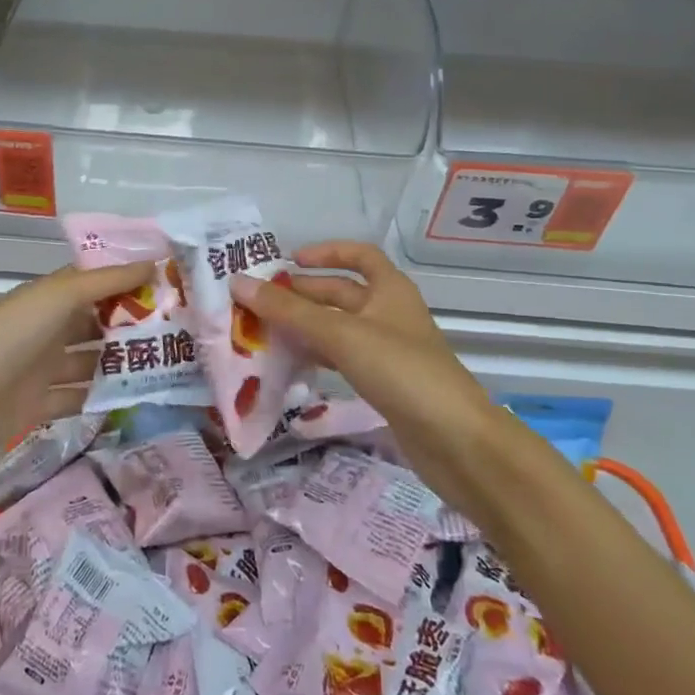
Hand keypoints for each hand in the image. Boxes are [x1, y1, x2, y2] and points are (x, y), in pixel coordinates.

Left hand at [0, 260, 153, 484]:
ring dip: (123, 363)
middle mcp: (48, 329)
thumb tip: (153, 262)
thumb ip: (104, 282)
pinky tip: (139, 401)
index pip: (97, 281)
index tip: (174, 284)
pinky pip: (80, 399)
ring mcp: (43, 369)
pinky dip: (103, 399)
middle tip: (183, 330)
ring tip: (171, 366)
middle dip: (135, 324)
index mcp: (49, 297)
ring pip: (93, 362)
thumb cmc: (4, 341)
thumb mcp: (54, 299)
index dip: (131, 280)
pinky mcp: (40, 407)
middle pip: (98, 322)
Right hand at [231, 242, 493, 499]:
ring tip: (264, 330)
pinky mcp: (384, 383)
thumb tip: (238, 282)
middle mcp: (389, 313)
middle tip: (258, 301)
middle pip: (341, 293)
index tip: (289, 261)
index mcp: (389, 289)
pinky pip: (342, 358)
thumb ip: (289, 310)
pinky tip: (291, 362)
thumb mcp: (341, 334)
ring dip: (305, 326)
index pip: (359, 256)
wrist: (456, 442)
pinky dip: (317, 355)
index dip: (326, 253)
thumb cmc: (401, 371)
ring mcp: (388, 350)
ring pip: (338, 327)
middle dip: (302, 293)